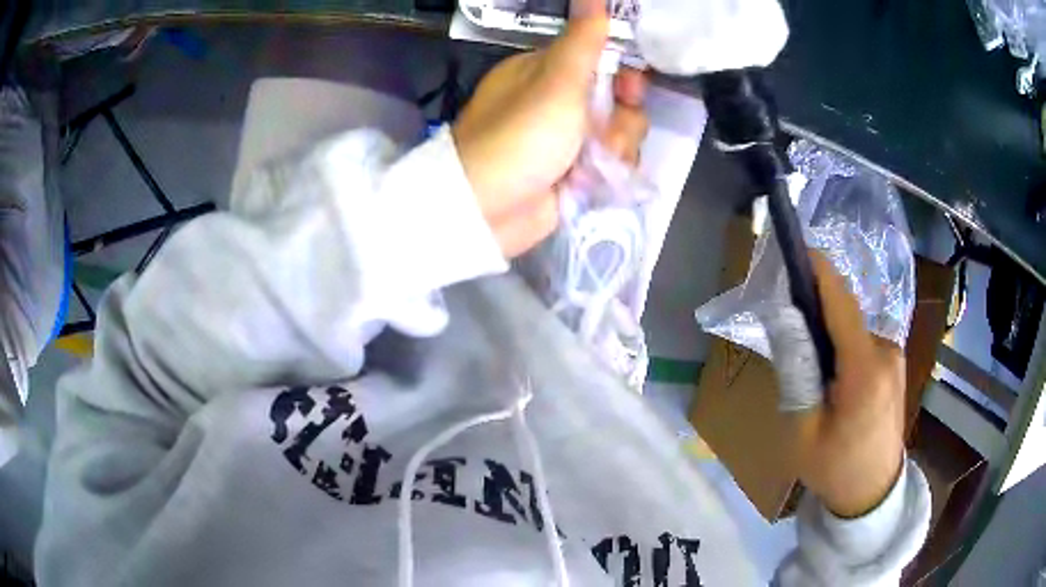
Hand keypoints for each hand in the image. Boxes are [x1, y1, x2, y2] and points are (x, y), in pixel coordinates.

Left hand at [452, 0, 648, 257]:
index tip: (628, 89)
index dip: (622, 75)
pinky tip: (589, 183)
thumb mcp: (555, 82)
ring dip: (614, 149)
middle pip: (616, 100)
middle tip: (605, 133)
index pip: (601, 61)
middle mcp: (557, 102)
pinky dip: (607, 172)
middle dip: (620, 119)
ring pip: (619, 134)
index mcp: (546, 72)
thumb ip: (583, 40)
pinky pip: (610, 163)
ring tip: (589, 164)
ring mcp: (566, 140)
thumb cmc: (520, 137)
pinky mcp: (573, 173)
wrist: (488, 209)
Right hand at [788, 254, 906, 517]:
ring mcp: (895, 357)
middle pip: (846, 312)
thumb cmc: (834, 469)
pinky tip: (830, 371)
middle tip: (786, 323)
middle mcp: (886, 352)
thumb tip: (785, 318)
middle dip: (816, 306)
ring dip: (829, 329)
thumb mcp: (803, 430)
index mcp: (865, 370)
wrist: (873, 494)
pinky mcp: (895, 364)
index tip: (793, 248)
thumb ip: (795, 371)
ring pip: (854, 326)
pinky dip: (843, 342)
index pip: (841, 303)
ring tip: (807, 359)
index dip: (818, 271)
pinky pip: (863, 340)